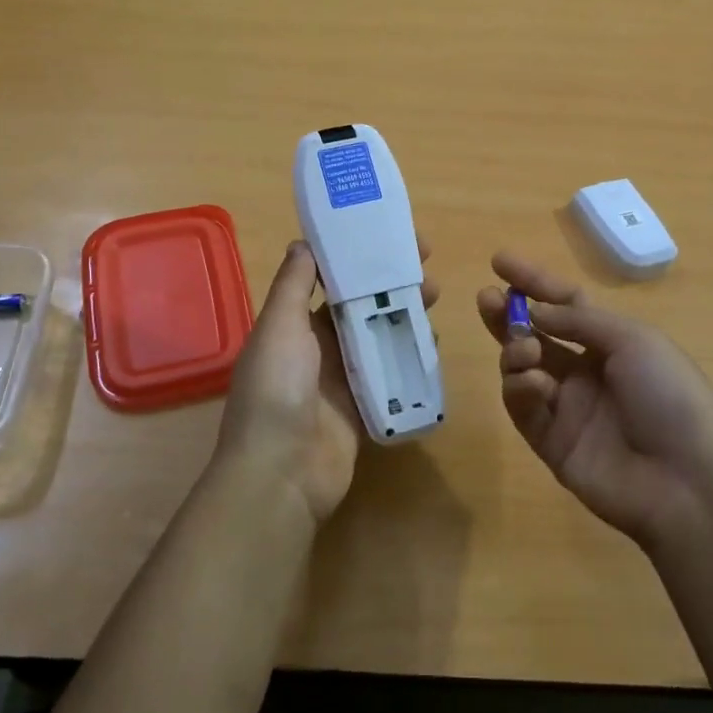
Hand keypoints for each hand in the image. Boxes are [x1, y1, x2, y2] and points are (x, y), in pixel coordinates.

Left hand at [218, 239, 437, 523]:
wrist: (282, 475)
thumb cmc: (277, 391)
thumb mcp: (279, 328)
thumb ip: (293, 286)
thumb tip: (303, 242)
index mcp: (294, 325)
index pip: (329, 280)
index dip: (358, 258)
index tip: (389, 237)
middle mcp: (317, 348)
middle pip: (360, 307)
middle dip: (390, 284)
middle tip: (426, 266)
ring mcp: (342, 380)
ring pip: (379, 338)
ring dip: (405, 315)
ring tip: (436, 296)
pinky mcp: (363, 409)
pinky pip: (390, 376)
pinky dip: (409, 358)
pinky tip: (434, 341)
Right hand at [477, 251, 712, 549]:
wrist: (687, 482)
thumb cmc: (670, 397)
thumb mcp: (634, 341)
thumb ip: (578, 321)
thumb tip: (534, 311)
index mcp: (612, 343)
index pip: (565, 304)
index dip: (534, 282)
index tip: (499, 261)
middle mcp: (586, 371)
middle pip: (535, 334)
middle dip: (508, 315)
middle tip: (486, 298)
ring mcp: (567, 408)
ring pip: (523, 369)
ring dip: (515, 350)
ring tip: (524, 350)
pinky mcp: (550, 442)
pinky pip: (523, 407)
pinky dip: (521, 389)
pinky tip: (535, 384)